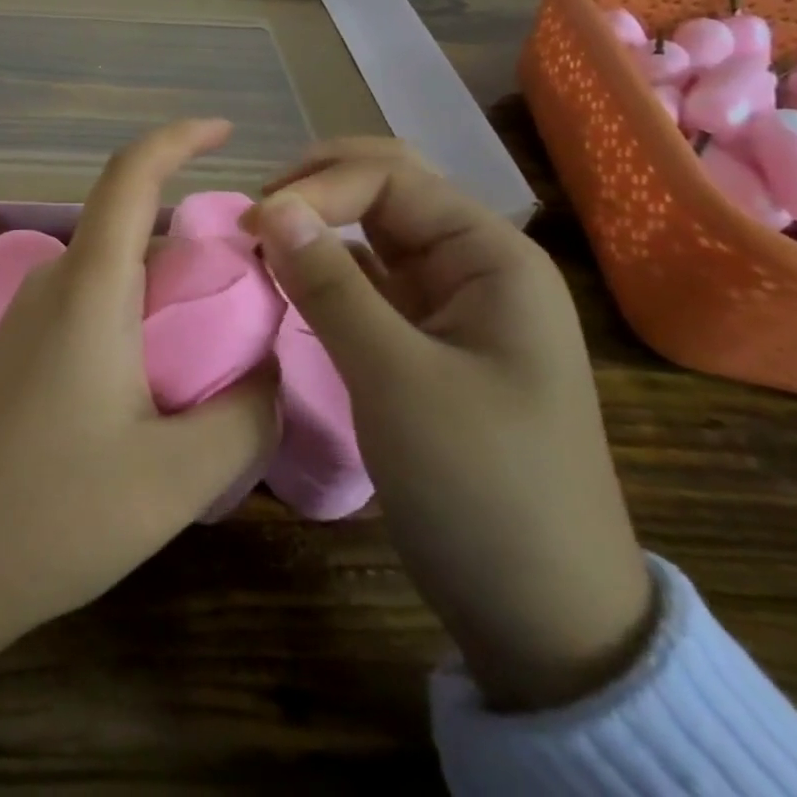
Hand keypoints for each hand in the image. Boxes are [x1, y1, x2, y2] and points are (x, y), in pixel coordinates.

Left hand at [0, 119, 279, 730]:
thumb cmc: (52, 513)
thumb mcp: (176, 476)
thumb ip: (245, 415)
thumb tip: (267, 373)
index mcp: (89, 287)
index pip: (130, 176)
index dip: (177, 138)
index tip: (225, 130)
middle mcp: (54, 283)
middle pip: (133, 230)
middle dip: (197, 245)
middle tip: (257, 295)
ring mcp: (28, 317)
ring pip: (114, 273)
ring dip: (168, 291)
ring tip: (221, 349)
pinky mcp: (19, 352)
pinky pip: (92, 307)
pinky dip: (138, 319)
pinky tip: (163, 383)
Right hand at [244, 138, 654, 711]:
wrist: (545, 617)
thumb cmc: (482, 488)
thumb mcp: (396, 379)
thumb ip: (330, 284)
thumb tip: (269, 207)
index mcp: (491, 255)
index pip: (390, 180)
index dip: (316, 189)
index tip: (251, 227)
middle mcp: (474, 264)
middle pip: (388, 189)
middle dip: (317, 187)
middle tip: (254, 214)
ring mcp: (450, 302)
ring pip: (374, 232)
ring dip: (317, 225)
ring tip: (258, 240)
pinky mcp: (425, 339)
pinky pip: (369, 279)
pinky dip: (324, 269)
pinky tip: (286, 278)